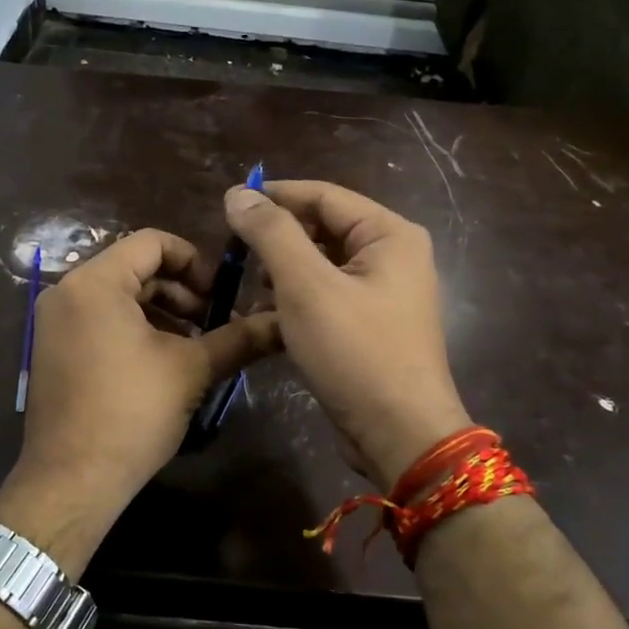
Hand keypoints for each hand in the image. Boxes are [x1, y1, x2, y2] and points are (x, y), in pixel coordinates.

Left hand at [0, 229, 280, 571]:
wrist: (72, 480)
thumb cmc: (132, 412)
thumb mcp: (191, 369)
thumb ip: (238, 338)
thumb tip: (283, 323)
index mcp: (95, 282)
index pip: (152, 242)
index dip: (195, 261)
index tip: (221, 295)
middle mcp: (66, 291)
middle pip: (134, 268)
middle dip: (181, 291)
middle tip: (214, 322)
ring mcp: (54, 322)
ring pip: (118, 296)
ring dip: (161, 312)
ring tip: (194, 345)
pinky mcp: (52, 349)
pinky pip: (98, 319)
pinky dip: (133, 328)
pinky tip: (161, 361)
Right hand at [224, 180, 470, 488]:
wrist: (399, 435)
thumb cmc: (355, 352)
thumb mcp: (306, 286)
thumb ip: (271, 233)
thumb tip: (237, 193)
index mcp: (389, 235)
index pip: (323, 195)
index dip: (275, 196)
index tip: (228, 206)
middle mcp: (391, 256)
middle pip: (323, 228)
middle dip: (278, 239)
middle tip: (235, 254)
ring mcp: (382, 293)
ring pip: (320, 264)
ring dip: (282, 271)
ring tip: (250, 288)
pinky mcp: (369, 325)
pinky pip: (326, 295)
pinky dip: (296, 299)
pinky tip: (267, 315)